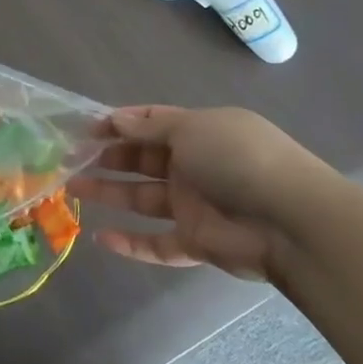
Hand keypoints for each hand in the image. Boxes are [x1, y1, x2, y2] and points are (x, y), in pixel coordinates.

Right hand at [71, 105, 349, 282]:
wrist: (293, 221)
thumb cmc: (239, 159)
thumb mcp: (192, 129)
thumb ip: (151, 128)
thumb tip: (116, 120)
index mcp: (199, 133)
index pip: (152, 123)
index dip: (119, 124)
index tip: (84, 129)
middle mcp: (196, 166)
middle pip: (142, 159)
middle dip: (107, 157)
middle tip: (70, 159)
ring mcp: (196, 206)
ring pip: (143, 198)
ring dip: (109, 193)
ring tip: (72, 189)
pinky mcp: (198, 243)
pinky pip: (157, 243)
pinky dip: (130, 242)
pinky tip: (101, 238)